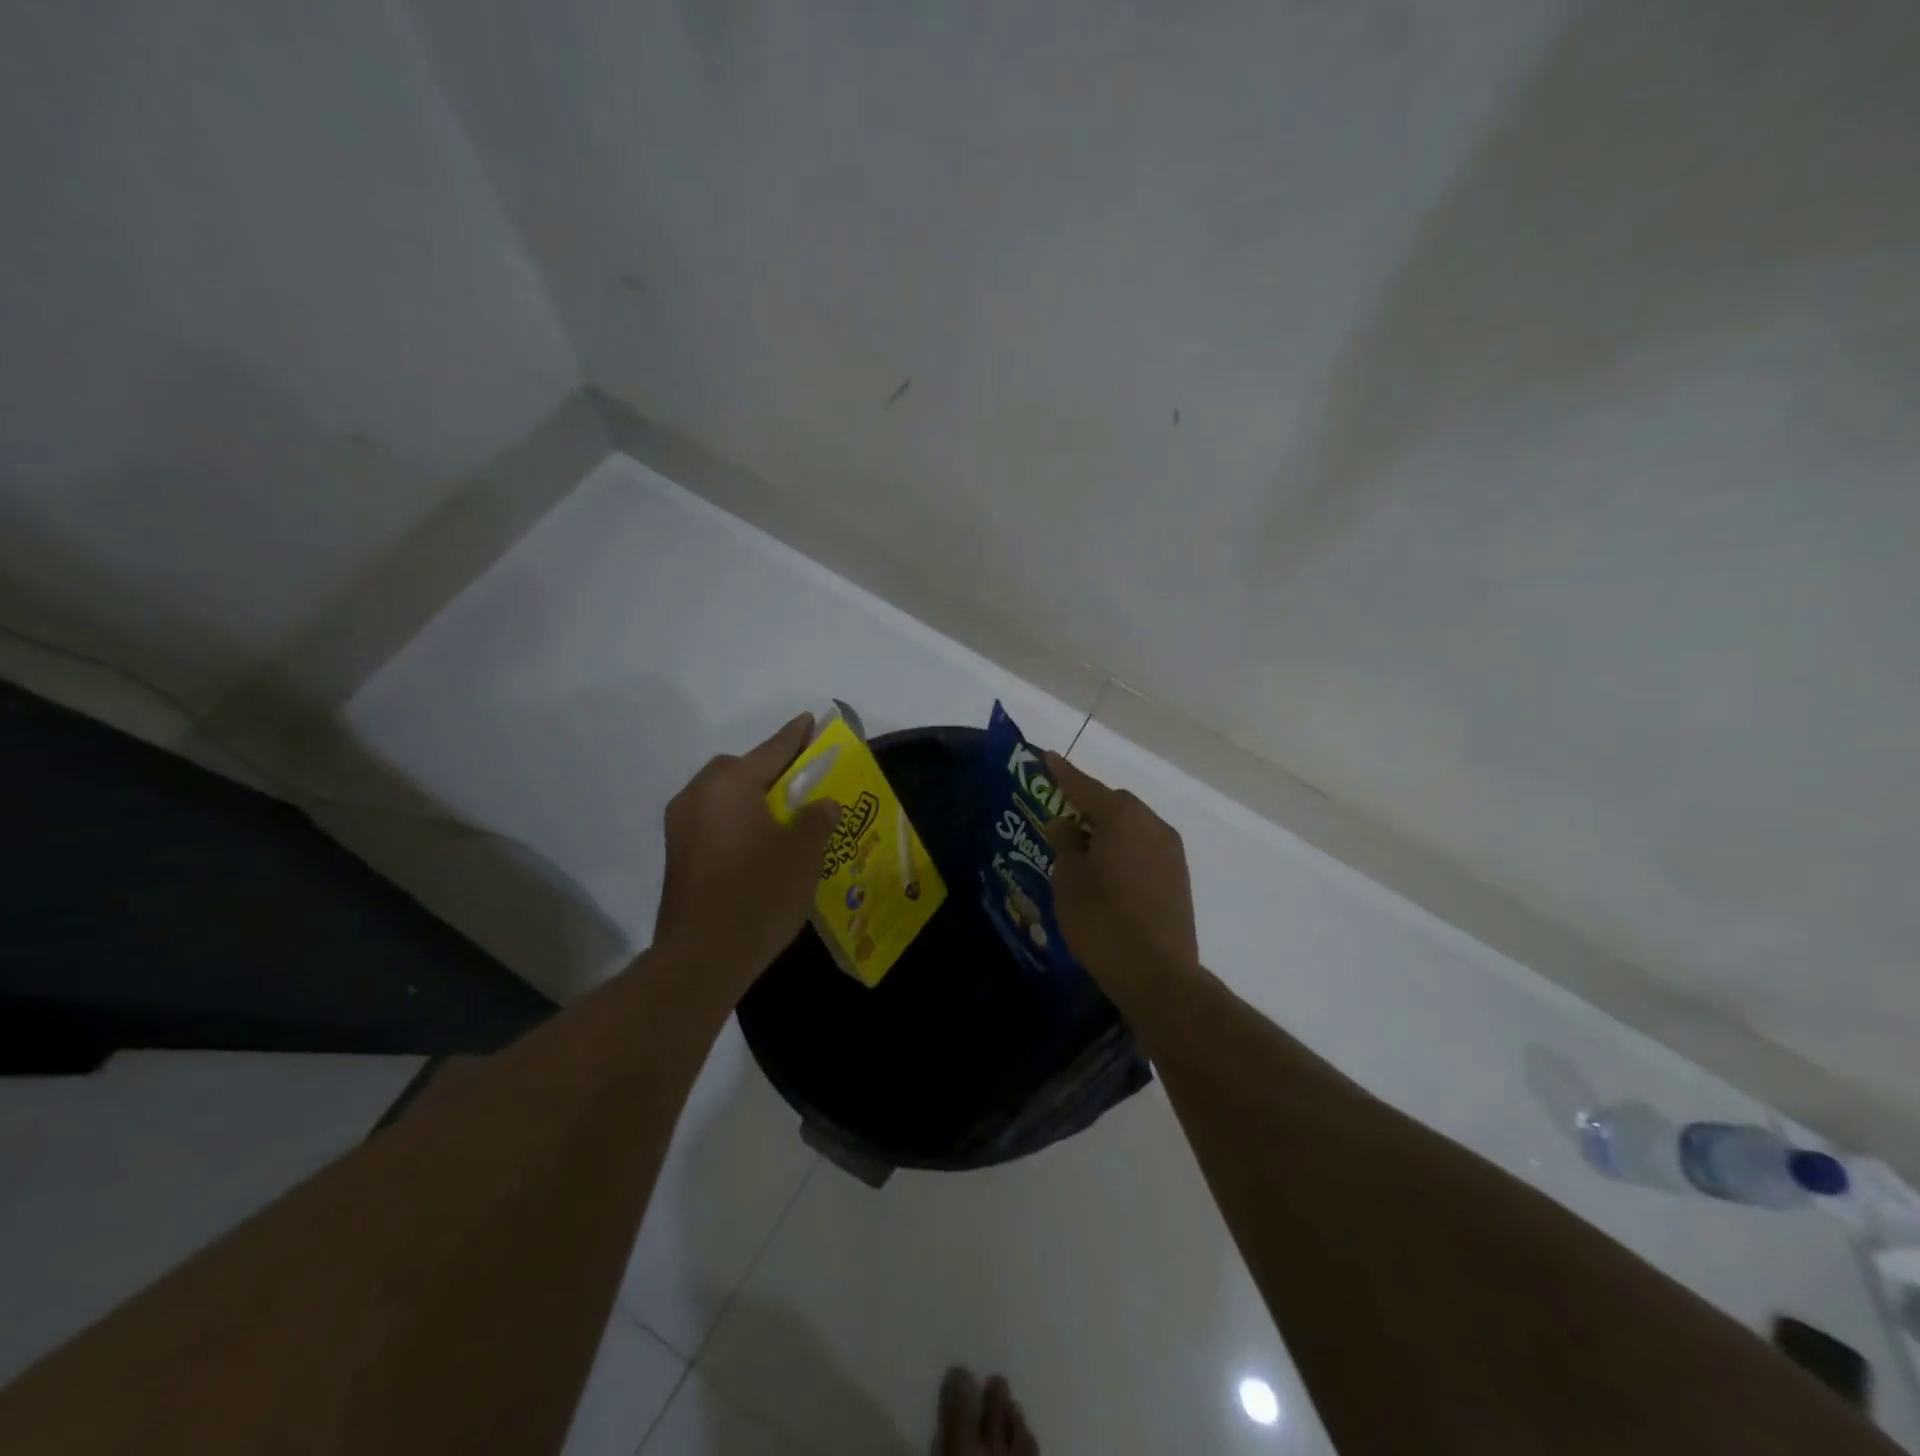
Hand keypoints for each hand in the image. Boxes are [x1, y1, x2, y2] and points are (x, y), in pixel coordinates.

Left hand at [653, 714, 839, 988]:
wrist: (703, 957)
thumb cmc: (759, 893)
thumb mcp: (804, 852)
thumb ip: (817, 818)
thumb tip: (822, 804)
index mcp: (729, 785)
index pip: (771, 750)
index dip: (797, 736)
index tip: (811, 720)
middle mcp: (698, 796)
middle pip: (739, 770)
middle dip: (769, 770)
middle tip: (801, 782)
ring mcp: (681, 827)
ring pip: (723, 797)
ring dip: (751, 798)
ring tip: (783, 816)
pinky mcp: (677, 856)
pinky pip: (713, 822)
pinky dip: (736, 822)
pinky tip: (759, 845)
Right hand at [1041, 752, 1198, 977]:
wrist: (1157, 974)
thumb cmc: (1102, 920)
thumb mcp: (1070, 878)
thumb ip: (1066, 842)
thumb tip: (1067, 823)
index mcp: (1124, 818)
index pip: (1086, 787)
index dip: (1064, 774)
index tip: (1047, 757)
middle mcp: (1154, 826)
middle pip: (1116, 805)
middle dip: (1089, 807)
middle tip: (1063, 822)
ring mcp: (1171, 852)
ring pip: (1133, 827)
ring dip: (1109, 831)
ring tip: (1083, 852)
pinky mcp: (1179, 878)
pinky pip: (1145, 849)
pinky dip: (1125, 850)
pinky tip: (1108, 874)